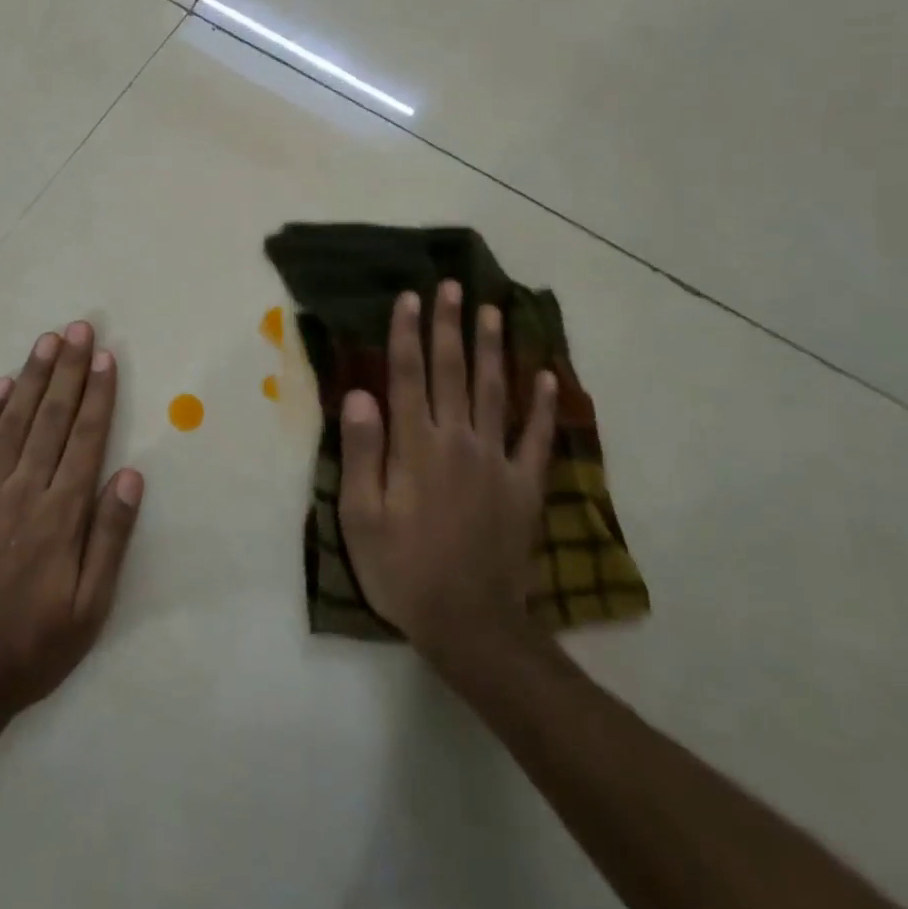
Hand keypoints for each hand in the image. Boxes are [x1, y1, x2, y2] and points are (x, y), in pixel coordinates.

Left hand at [0, 321, 144, 718]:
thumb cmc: (30, 647)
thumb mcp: (90, 609)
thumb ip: (111, 538)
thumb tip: (130, 475)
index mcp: (61, 515)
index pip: (85, 439)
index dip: (98, 395)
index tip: (106, 357)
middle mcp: (22, 492)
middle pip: (51, 418)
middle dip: (68, 370)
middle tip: (79, 329)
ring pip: (12, 423)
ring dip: (31, 379)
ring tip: (47, 342)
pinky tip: (0, 387)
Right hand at [336, 282, 557, 659]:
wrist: (470, 623)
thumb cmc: (403, 569)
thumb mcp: (361, 517)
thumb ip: (362, 451)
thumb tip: (360, 393)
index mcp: (415, 446)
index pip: (408, 375)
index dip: (407, 333)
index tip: (410, 297)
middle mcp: (458, 440)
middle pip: (452, 371)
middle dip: (449, 326)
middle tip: (453, 285)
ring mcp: (496, 460)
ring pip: (495, 391)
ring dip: (492, 348)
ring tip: (492, 311)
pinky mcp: (525, 485)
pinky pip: (535, 436)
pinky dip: (542, 404)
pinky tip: (547, 374)